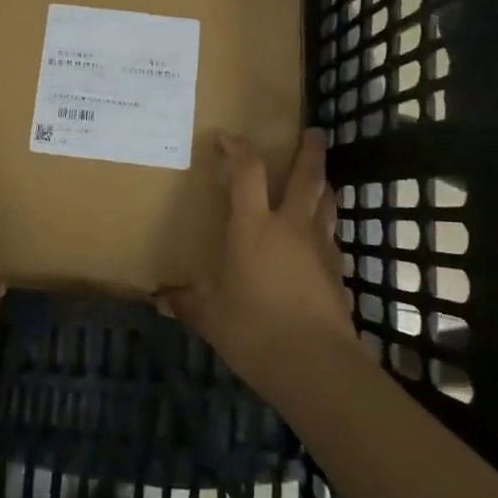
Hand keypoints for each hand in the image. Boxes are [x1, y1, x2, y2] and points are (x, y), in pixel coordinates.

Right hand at [157, 128, 354, 391]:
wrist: (315, 365)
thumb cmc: (254, 331)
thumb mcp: (211, 317)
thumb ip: (187, 302)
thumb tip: (160, 300)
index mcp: (253, 227)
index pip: (248, 171)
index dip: (239, 148)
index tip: (228, 138)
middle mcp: (290, 226)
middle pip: (306, 176)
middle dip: (309, 151)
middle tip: (313, 132)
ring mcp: (320, 247)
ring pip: (326, 202)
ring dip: (323, 184)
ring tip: (319, 178)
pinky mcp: (337, 271)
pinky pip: (332, 236)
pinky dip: (326, 225)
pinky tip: (320, 237)